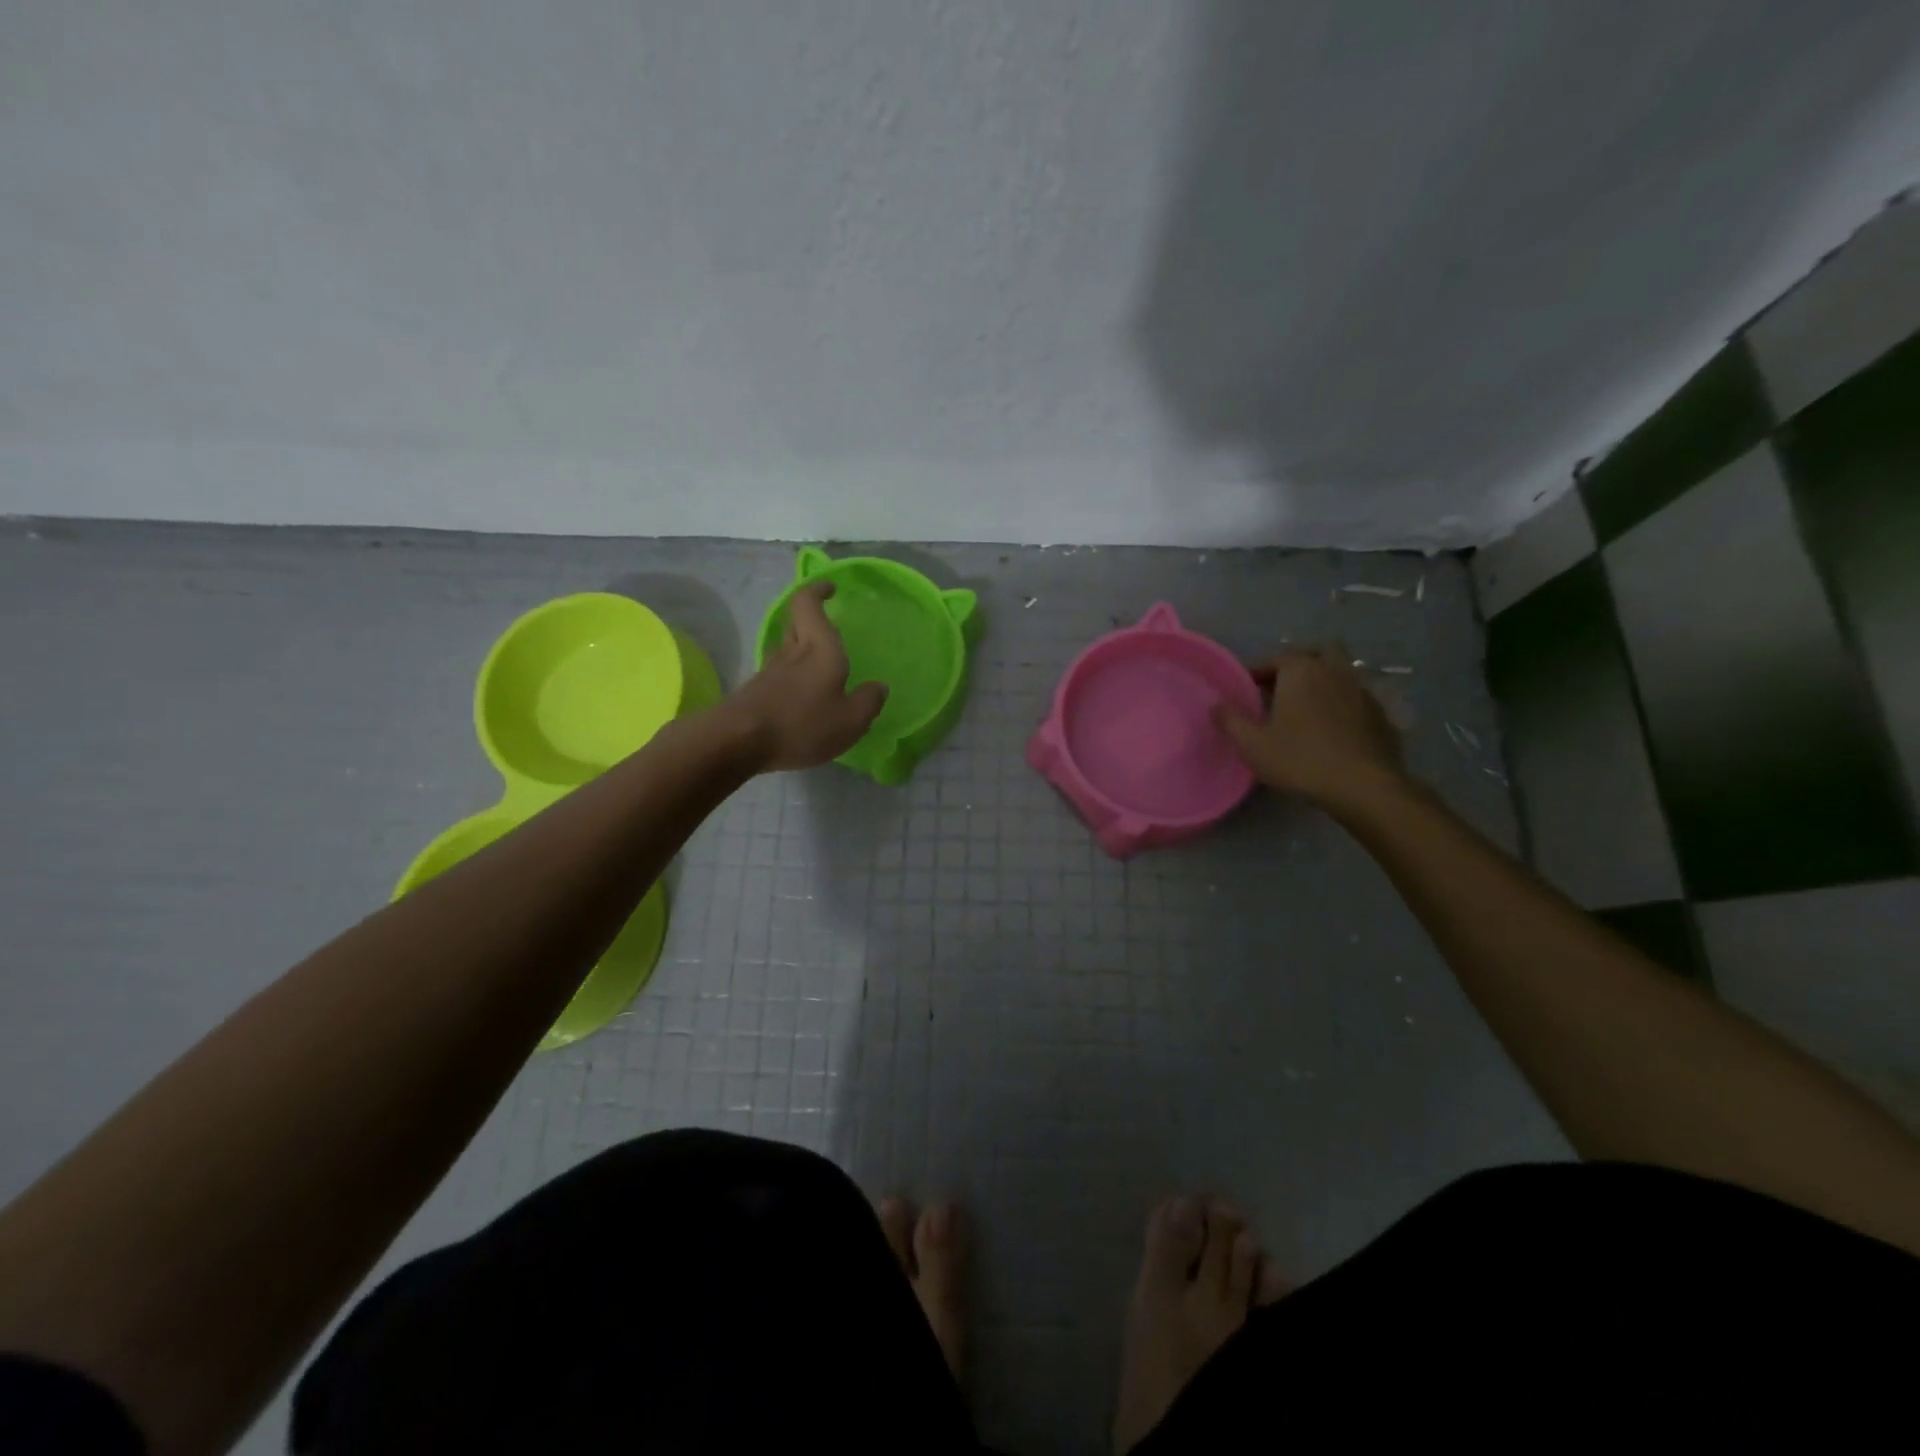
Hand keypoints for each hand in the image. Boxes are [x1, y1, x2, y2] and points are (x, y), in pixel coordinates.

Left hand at [720, 583, 887, 771]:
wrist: (739, 741)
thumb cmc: (802, 724)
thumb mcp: (850, 720)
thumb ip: (868, 702)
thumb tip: (879, 687)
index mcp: (819, 648)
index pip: (808, 603)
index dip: (817, 590)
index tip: (830, 588)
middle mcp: (792, 652)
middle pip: (796, 622)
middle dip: (812, 618)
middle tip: (831, 625)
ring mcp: (770, 671)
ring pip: (787, 648)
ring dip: (802, 649)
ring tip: (822, 665)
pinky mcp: (756, 692)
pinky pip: (779, 674)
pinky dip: (793, 676)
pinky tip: (802, 696)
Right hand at [1213, 646, 1403, 807]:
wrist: (1363, 785)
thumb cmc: (1300, 759)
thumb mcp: (1252, 745)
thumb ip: (1230, 721)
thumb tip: (1216, 705)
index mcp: (1301, 671)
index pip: (1277, 657)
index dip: (1259, 670)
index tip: (1248, 687)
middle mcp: (1334, 671)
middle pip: (1319, 651)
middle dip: (1301, 662)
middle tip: (1284, 685)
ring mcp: (1362, 691)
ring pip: (1343, 672)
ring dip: (1325, 681)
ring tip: (1308, 707)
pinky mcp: (1381, 714)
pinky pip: (1358, 697)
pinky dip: (1344, 703)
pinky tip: (1335, 727)